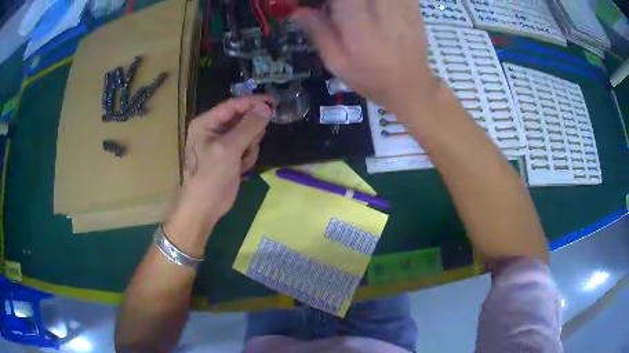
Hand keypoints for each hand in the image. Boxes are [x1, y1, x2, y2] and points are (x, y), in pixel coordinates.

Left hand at [165, 96, 275, 243]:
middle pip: (243, 118)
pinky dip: (248, 157)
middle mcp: (214, 129)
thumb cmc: (211, 177)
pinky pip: (248, 146)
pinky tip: (240, 168)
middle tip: (249, 145)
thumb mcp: (229, 149)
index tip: (274, 104)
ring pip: (249, 133)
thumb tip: (266, 108)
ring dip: (250, 147)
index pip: (234, 104)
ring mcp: (223, 142)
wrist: (205, 207)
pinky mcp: (231, 154)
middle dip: (250, 133)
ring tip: (241, 161)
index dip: (254, 102)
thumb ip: (248, 127)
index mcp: (206, 122)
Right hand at [293, 0, 437, 117]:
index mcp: (357, 24)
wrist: (410, 87)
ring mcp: (400, 7)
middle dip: (340, 2)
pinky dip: (383, 0)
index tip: (320, 7)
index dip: (327, 1)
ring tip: (354, 12)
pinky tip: (373, 9)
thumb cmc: (370, 78)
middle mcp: (380, 10)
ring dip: (358, 2)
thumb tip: (296, 10)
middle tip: (336, 10)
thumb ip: (317, 31)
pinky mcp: (413, 7)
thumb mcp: (336, 62)